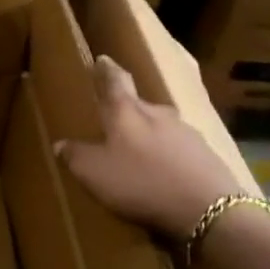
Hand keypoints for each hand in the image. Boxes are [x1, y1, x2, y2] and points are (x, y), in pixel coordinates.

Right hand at [55, 55, 245, 240]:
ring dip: (149, 134)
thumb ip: (76, 156)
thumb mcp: (95, 174)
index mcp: (127, 112)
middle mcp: (157, 113)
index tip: (103, 59)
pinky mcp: (206, 154)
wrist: (208, 209)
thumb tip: (61, 144)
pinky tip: (166, 173)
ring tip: (140, 152)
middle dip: (127, 110)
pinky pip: (180, 149)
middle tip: (114, 120)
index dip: (106, 70)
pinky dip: (169, 156)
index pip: (114, 81)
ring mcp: (186, 132)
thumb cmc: (141, 183)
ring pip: (161, 126)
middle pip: (139, 104)